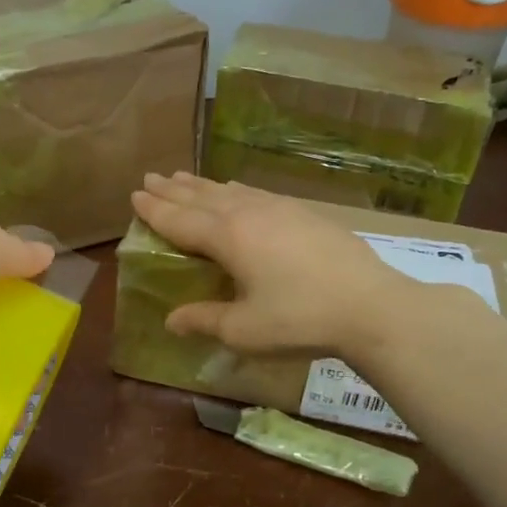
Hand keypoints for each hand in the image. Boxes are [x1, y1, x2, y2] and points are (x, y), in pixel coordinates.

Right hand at [130, 172, 420, 355]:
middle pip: (201, 197)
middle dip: (172, 189)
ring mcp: (279, 209)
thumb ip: (204, 320)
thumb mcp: (244, 330)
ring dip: (201, 184)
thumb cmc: (300, 320)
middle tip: (150, 177)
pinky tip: (236, 189)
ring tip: (182, 177)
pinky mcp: (304, 213)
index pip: (180, 219)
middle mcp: (248, 214)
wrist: (371, 306)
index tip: (135, 194)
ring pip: (229, 190)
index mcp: (227, 238)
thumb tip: (172, 320)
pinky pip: (256, 193)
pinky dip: (234, 189)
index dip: (155, 209)